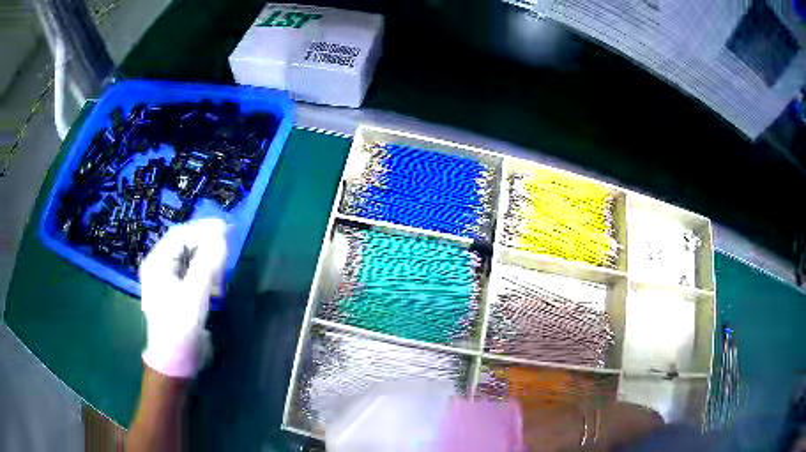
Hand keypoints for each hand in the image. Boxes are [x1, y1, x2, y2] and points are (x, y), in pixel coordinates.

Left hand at [139, 218, 227, 377]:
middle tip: (226, 250)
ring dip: (206, 260)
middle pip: (183, 245)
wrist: (174, 360)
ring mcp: (165, 280)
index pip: (180, 234)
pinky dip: (203, 274)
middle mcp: (158, 267)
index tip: (226, 228)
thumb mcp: (195, 293)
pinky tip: (213, 286)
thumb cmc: (180, 326)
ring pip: (188, 259)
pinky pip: (190, 273)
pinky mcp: (174, 293)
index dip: (203, 228)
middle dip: (206, 245)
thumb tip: (221, 235)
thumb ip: (207, 262)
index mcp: (157, 263)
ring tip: (220, 273)